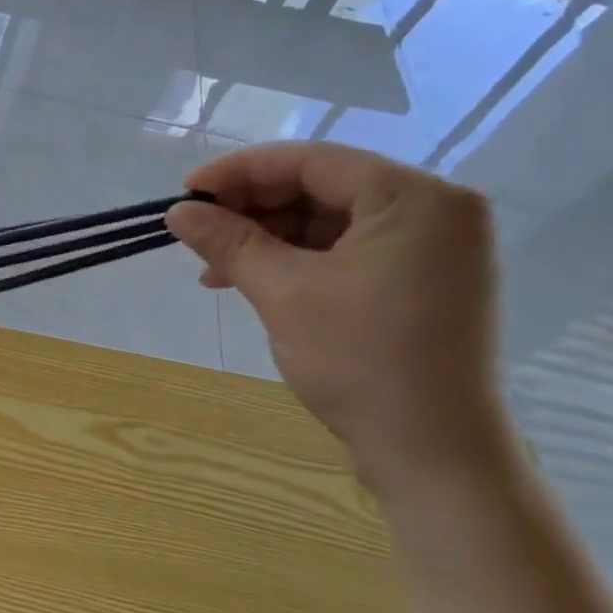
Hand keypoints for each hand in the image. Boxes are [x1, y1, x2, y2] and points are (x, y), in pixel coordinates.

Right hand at [165, 143, 508, 481]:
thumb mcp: (282, 292)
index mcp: (414, 198)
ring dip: (267, 237)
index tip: (186, 192)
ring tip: (213, 267)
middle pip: (321, 187)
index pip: (312, 161)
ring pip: (329, 220)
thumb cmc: (359, 361)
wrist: (431, 451)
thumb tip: (178, 211)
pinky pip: (346, 250)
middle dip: (252, 208)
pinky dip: (296, 259)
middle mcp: (434, 210)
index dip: (239, 171)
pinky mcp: (421, 280)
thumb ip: (228, 241)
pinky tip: (250, 280)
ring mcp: (432, 248)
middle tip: (197, 232)